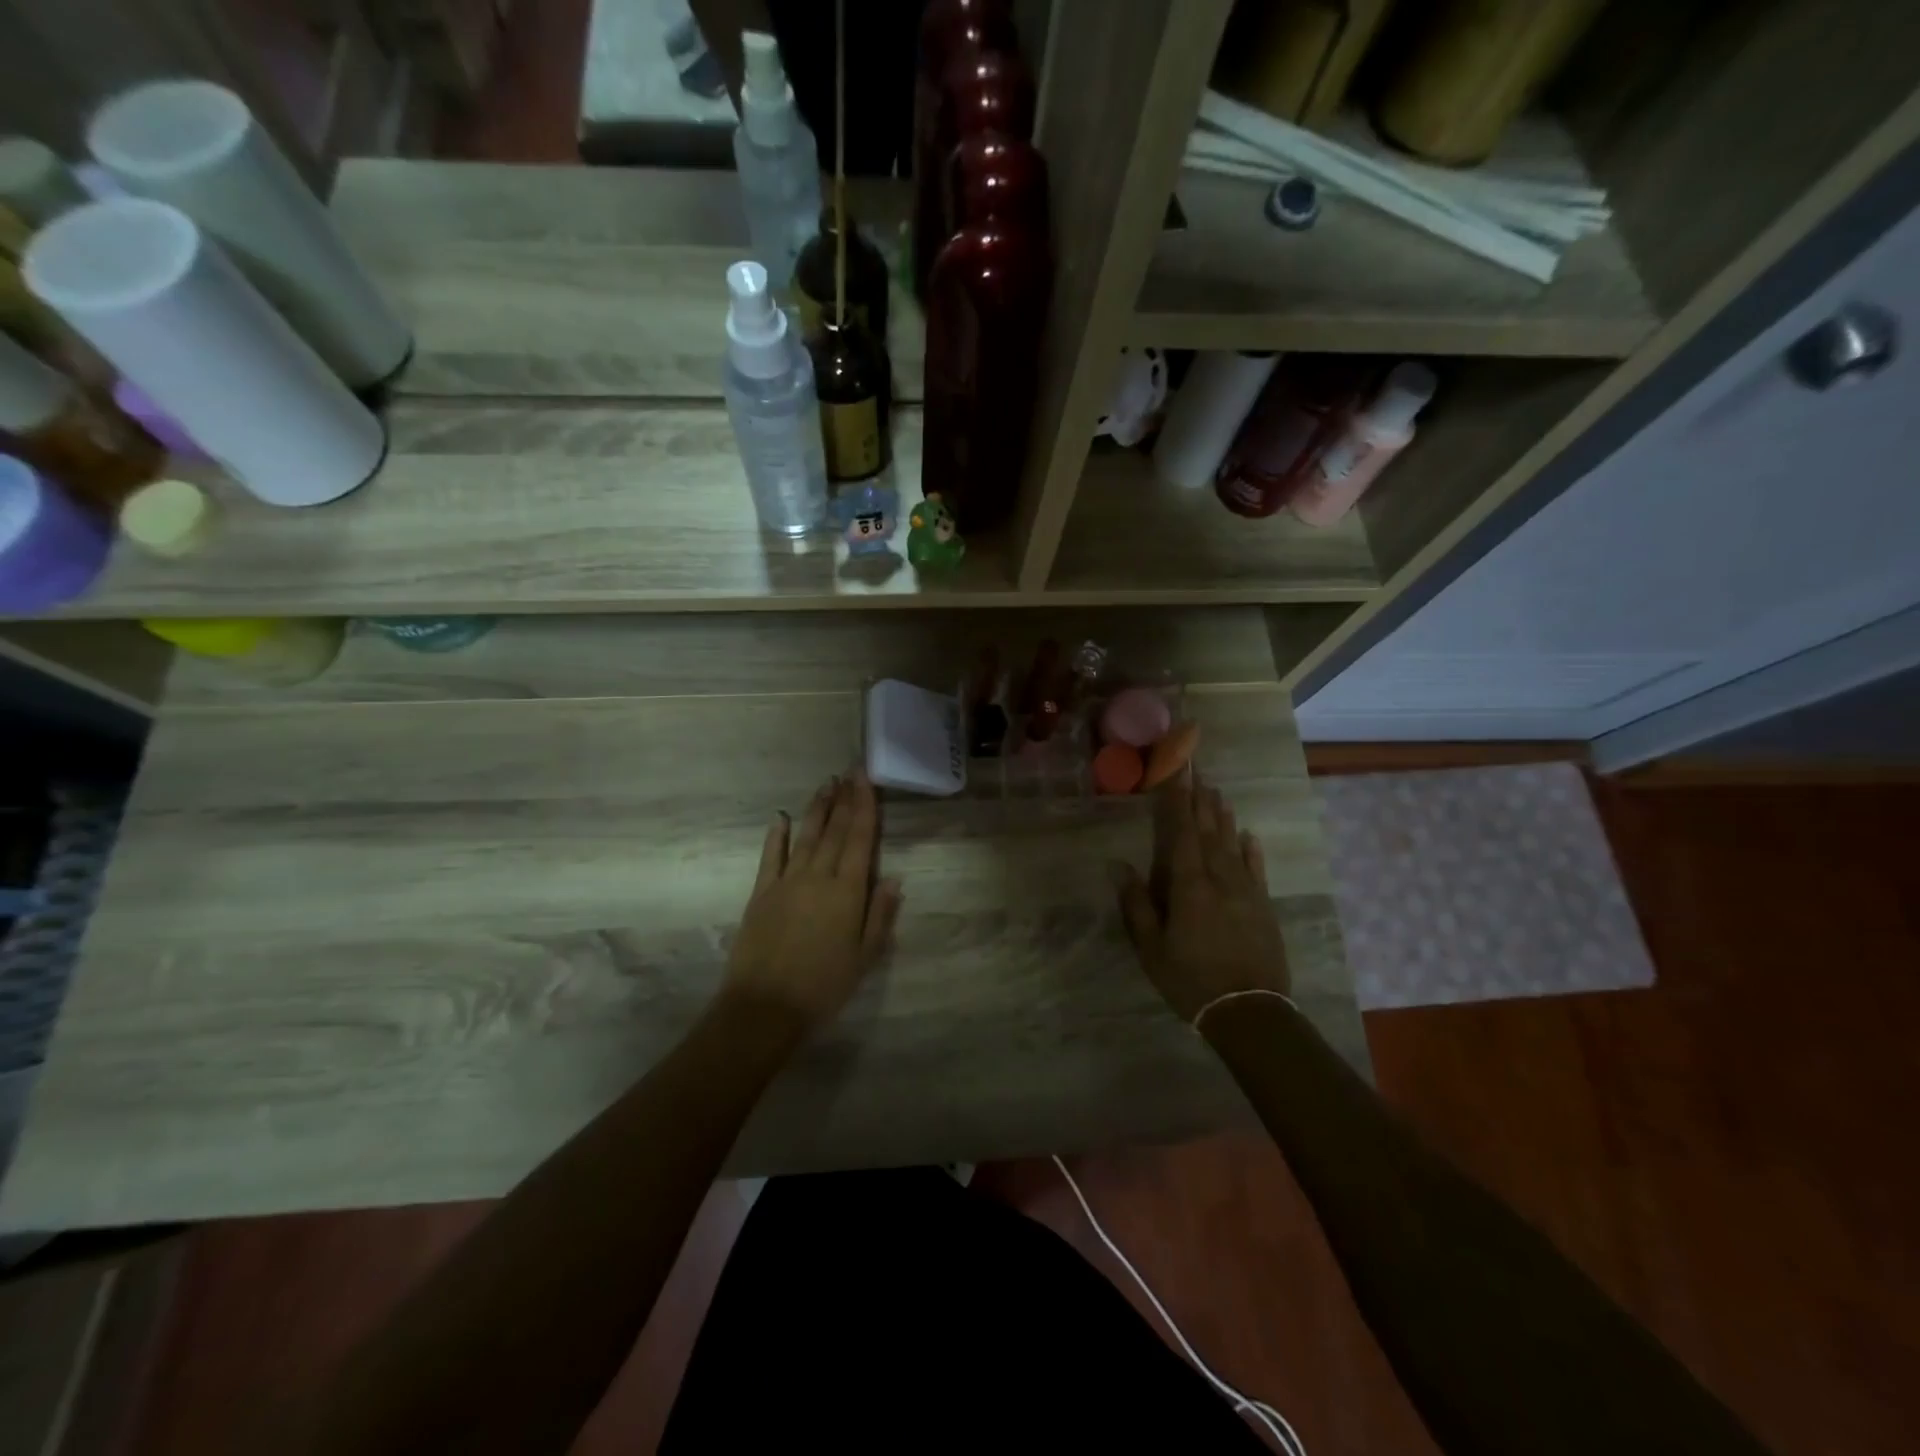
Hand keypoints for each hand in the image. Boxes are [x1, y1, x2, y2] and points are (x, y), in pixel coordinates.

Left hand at [722, 771, 901, 1031]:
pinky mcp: (761, 893)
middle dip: (844, 798)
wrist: (765, 1007)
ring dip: (817, 808)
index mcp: (847, 891)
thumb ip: (880, 914)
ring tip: (826, 784)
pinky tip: (781, 817)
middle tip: (850, 771)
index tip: (866, 779)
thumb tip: (895, 878)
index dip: (864, 806)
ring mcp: (786, 881)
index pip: (860, 839)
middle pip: (835, 830)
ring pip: (806, 836)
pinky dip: (777, 835)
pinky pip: (771, 856)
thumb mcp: (865, 957)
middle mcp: (818, 876)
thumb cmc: (824, 986)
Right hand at [1117, 772, 1290, 1022]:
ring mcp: (1246, 890)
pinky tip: (1249, 836)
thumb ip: (1136, 905)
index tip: (1176, 772)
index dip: (1177, 801)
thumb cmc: (1191, 980)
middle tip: (1198, 770)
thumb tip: (1118, 865)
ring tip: (1218, 793)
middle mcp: (1219, 878)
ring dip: (1223, 818)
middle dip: (1200, 799)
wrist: (1250, 1011)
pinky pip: (1257, 869)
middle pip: (1208, 831)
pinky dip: (1251, 850)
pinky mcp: (1264, 906)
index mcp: (1189, 885)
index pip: (1180, 833)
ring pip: (1232, 845)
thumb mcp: (1152, 948)